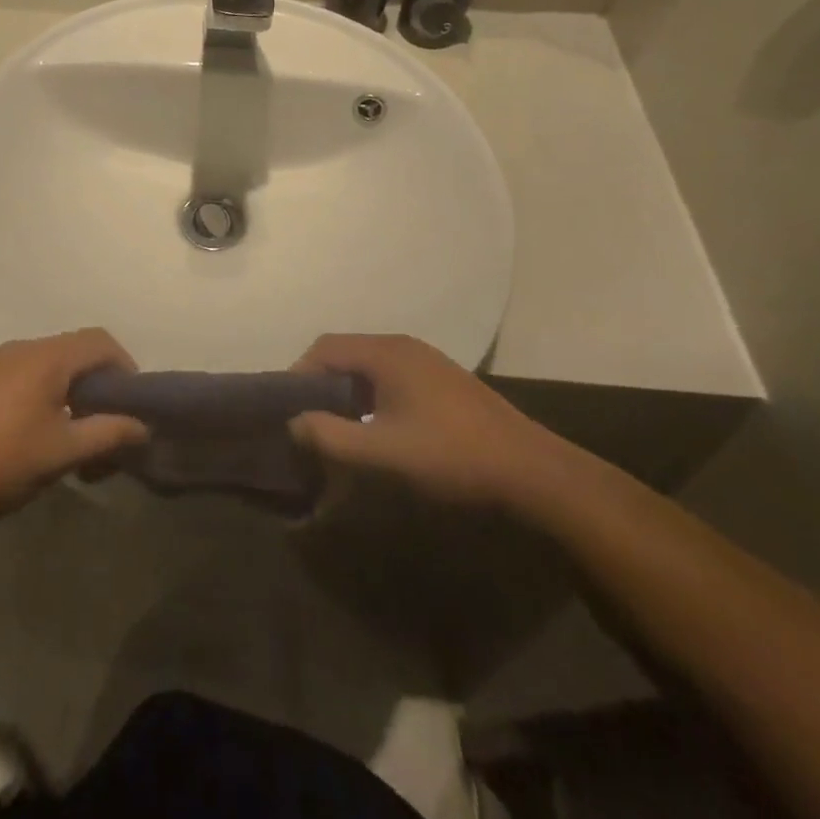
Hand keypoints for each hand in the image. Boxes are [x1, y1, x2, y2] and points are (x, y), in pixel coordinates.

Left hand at [0, 330, 148, 517]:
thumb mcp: (60, 452)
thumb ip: (105, 434)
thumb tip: (142, 425)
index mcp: (48, 357)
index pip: (101, 341)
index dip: (125, 366)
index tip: (133, 403)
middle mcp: (25, 348)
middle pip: (77, 350)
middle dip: (100, 383)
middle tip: (109, 423)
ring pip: (52, 364)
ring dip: (73, 390)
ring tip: (77, 434)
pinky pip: (29, 374)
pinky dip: (48, 393)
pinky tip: (40, 432)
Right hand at [288, 334, 558, 508]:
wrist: (532, 471)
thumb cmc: (451, 456)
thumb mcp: (384, 452)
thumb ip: (332, 436)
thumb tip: (294, 423)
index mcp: (386, 352)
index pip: (324, 347)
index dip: (298, 374)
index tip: (287, 409)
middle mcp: (403, 346)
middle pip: (346, 353)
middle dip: (321, 384)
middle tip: (308, 420)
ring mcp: (426, 361)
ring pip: (369, 366)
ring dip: (347, 391)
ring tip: (338, 428)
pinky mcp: (442, 380)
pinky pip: (391, 376)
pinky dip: (371, 395)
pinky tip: (378, 428)